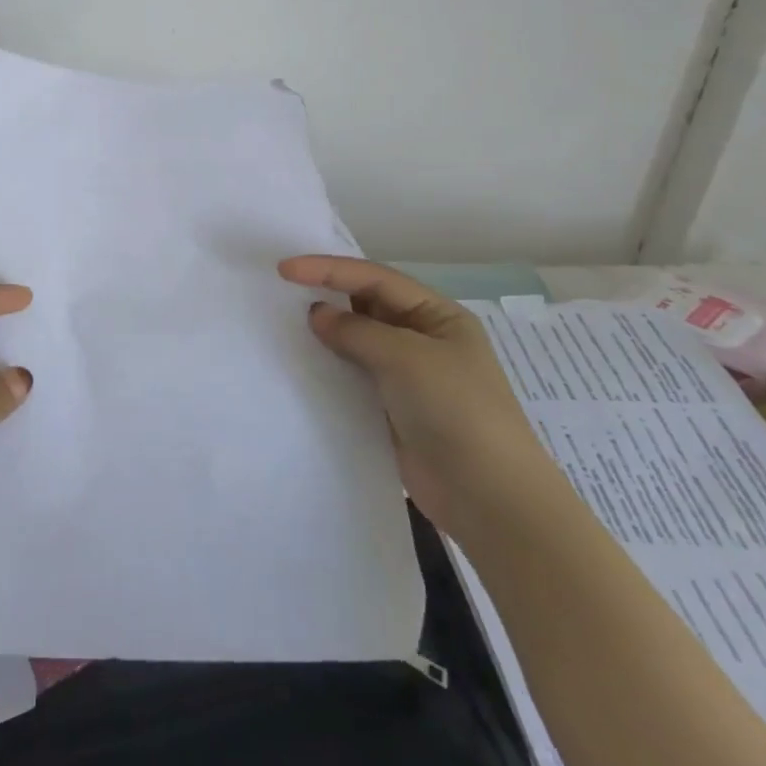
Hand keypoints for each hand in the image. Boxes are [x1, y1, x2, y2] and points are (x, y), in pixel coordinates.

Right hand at [278, 256, 555, 533]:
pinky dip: (327, 365)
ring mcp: (406, 375)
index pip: (375, 278)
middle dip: (325, 294)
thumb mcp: (406, 358)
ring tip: (281, 323)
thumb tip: (316, 314)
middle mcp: (422, 338)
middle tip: (279, 291)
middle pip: (365, 304)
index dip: (329, 269)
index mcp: (438, 316)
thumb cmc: (456, 411)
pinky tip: (300, 363)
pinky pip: (351, 374)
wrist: (487, 496)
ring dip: (324, 331)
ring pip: (355, 340)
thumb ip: (356, 330)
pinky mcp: (390, 407)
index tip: (284, 269)